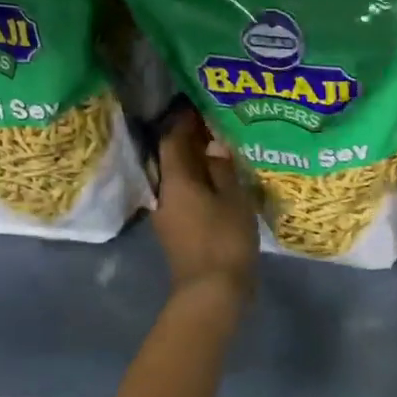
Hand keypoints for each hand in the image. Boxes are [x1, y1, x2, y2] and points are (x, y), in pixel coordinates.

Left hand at [153, 109, 257, 301]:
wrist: (211, 292)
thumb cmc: (224, 240)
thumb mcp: (233, 199)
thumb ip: (223, 168)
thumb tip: (214, 144)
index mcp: (175, 181)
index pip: (173, 139)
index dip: (185, 119)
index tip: (202, 104)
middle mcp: (164, 193)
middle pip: (173, 157)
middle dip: (191, 138)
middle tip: (217, 122)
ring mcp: (168, 213)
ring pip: (179, 176)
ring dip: (196, 160)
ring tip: (222, 147)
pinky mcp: (178, 229)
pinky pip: (185, 193)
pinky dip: (199, 180)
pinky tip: (220, 179)